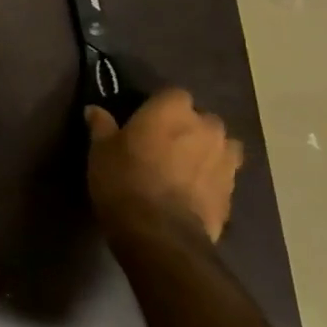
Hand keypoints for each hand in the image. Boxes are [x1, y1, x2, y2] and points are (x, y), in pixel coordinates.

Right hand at [85, 88, 242, 242]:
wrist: (160, 233)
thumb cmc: (124, 179)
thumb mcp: (101, 150)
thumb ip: (102, 126)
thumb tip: (94, 110)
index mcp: (173, 109)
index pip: (172, 94)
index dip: (159, 107)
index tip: (144, 121)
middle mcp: (206, 127)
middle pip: (201, 119)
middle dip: (187, 128)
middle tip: (163, 145)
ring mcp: (225, 159)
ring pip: (220, 146)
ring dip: (206, 151)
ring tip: (184, 167)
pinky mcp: (232, 190)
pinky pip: (223, 174)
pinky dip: (210, 178)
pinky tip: (192, 191)